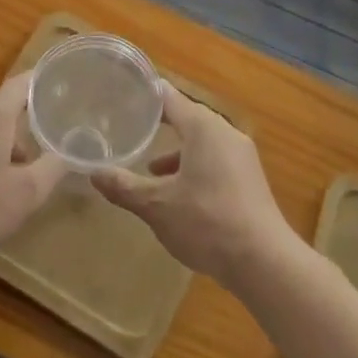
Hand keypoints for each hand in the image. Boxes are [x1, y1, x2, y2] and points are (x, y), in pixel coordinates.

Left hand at [0, 73, 68, 272]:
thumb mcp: (27, 194)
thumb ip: (55, 167)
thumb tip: (74, 150)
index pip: (25, 81)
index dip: (47, 83)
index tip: (68, 92)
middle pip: (4, 102)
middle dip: (28, 121)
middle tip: (50, 142)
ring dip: (5, 140)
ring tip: (20, 173)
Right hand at [91, 84, 297, 288]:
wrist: (263, 261)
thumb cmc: (207, 222)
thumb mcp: (157, 206)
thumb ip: (124, 187)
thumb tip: (93, 173)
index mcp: (203, 127)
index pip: (169, 98)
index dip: (146, 96)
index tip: (123, 95)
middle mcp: (225, 132)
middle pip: (187, 118)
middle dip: (159, 125)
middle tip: (130, 129)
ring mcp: (241, 155)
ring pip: (202, 142)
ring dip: (177, 152)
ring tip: (151, 170)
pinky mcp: (250, 178)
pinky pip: (216, 159)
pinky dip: (195, 167)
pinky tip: (182, 194)